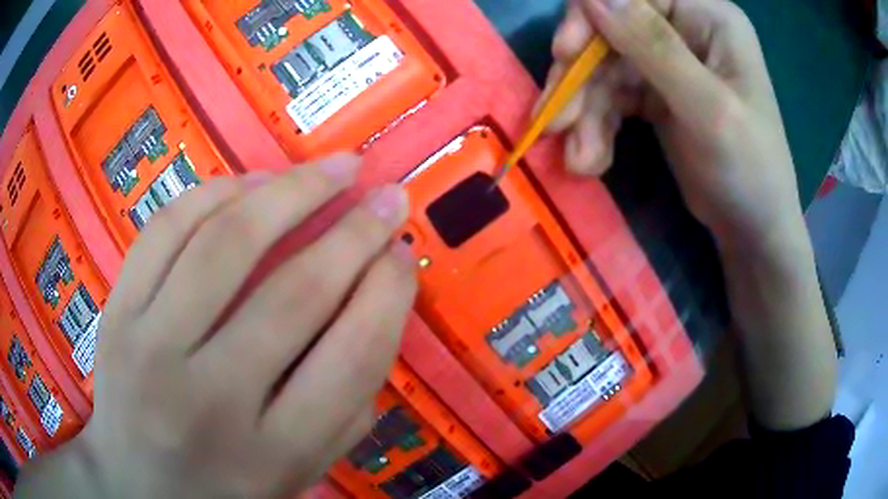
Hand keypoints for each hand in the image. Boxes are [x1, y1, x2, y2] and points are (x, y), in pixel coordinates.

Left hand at [17, 155, 416, 497]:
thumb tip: (379, 300)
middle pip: (295, 293)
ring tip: (332, 168)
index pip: (352, 356)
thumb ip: (348, 401)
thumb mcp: (301, 468)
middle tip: (386, 194)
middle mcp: (210, 400)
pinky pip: (166, 230)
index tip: (403, 251)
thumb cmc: (225, 487)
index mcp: (273, 453)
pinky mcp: (116, 313)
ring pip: (224, 243)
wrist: (138, 484)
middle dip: (354, 231)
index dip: (389, 291)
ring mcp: (150, 349)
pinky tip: (253, 183)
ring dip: (290, 191)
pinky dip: (217, 192)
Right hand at [546, 0, 803, 247]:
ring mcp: (667, 61)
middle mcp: (684, 30)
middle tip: (556, 123)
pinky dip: (595, 127)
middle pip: (609, 31)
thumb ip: (653, 46)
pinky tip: (591, 160)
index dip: (591, 16)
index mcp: (707, 17)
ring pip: (604, 69)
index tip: (565, 54)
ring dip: (584, 114)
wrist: (752, 229)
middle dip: (582, 79)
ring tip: (579, 160)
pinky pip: (611, 97)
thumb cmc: (749, 170)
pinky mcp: (654, 93)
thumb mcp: (707, 108)